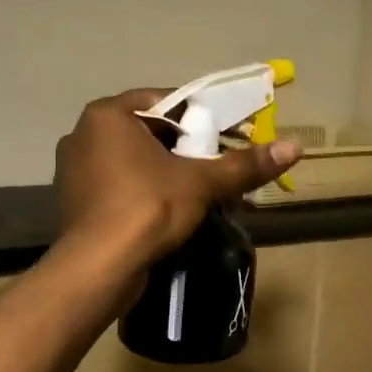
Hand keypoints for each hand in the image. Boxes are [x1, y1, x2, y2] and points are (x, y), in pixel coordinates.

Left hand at [54, 89, 301, 266]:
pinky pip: (125, 186)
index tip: (235, 133)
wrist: (97, 269)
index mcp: (108, 115)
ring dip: (176, 174)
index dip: (206, 116)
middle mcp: (85, 135)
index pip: (166, 101)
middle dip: (193, 149)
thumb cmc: (146, 209)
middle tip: (226, 164)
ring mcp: (77, 172)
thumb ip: (244, 164)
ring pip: (140, 163)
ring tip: (211, 191)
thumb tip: (295, 148)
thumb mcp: (201, 182)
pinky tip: (180, 211)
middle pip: (154, 133)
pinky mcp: (79, 204)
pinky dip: (153, 193)